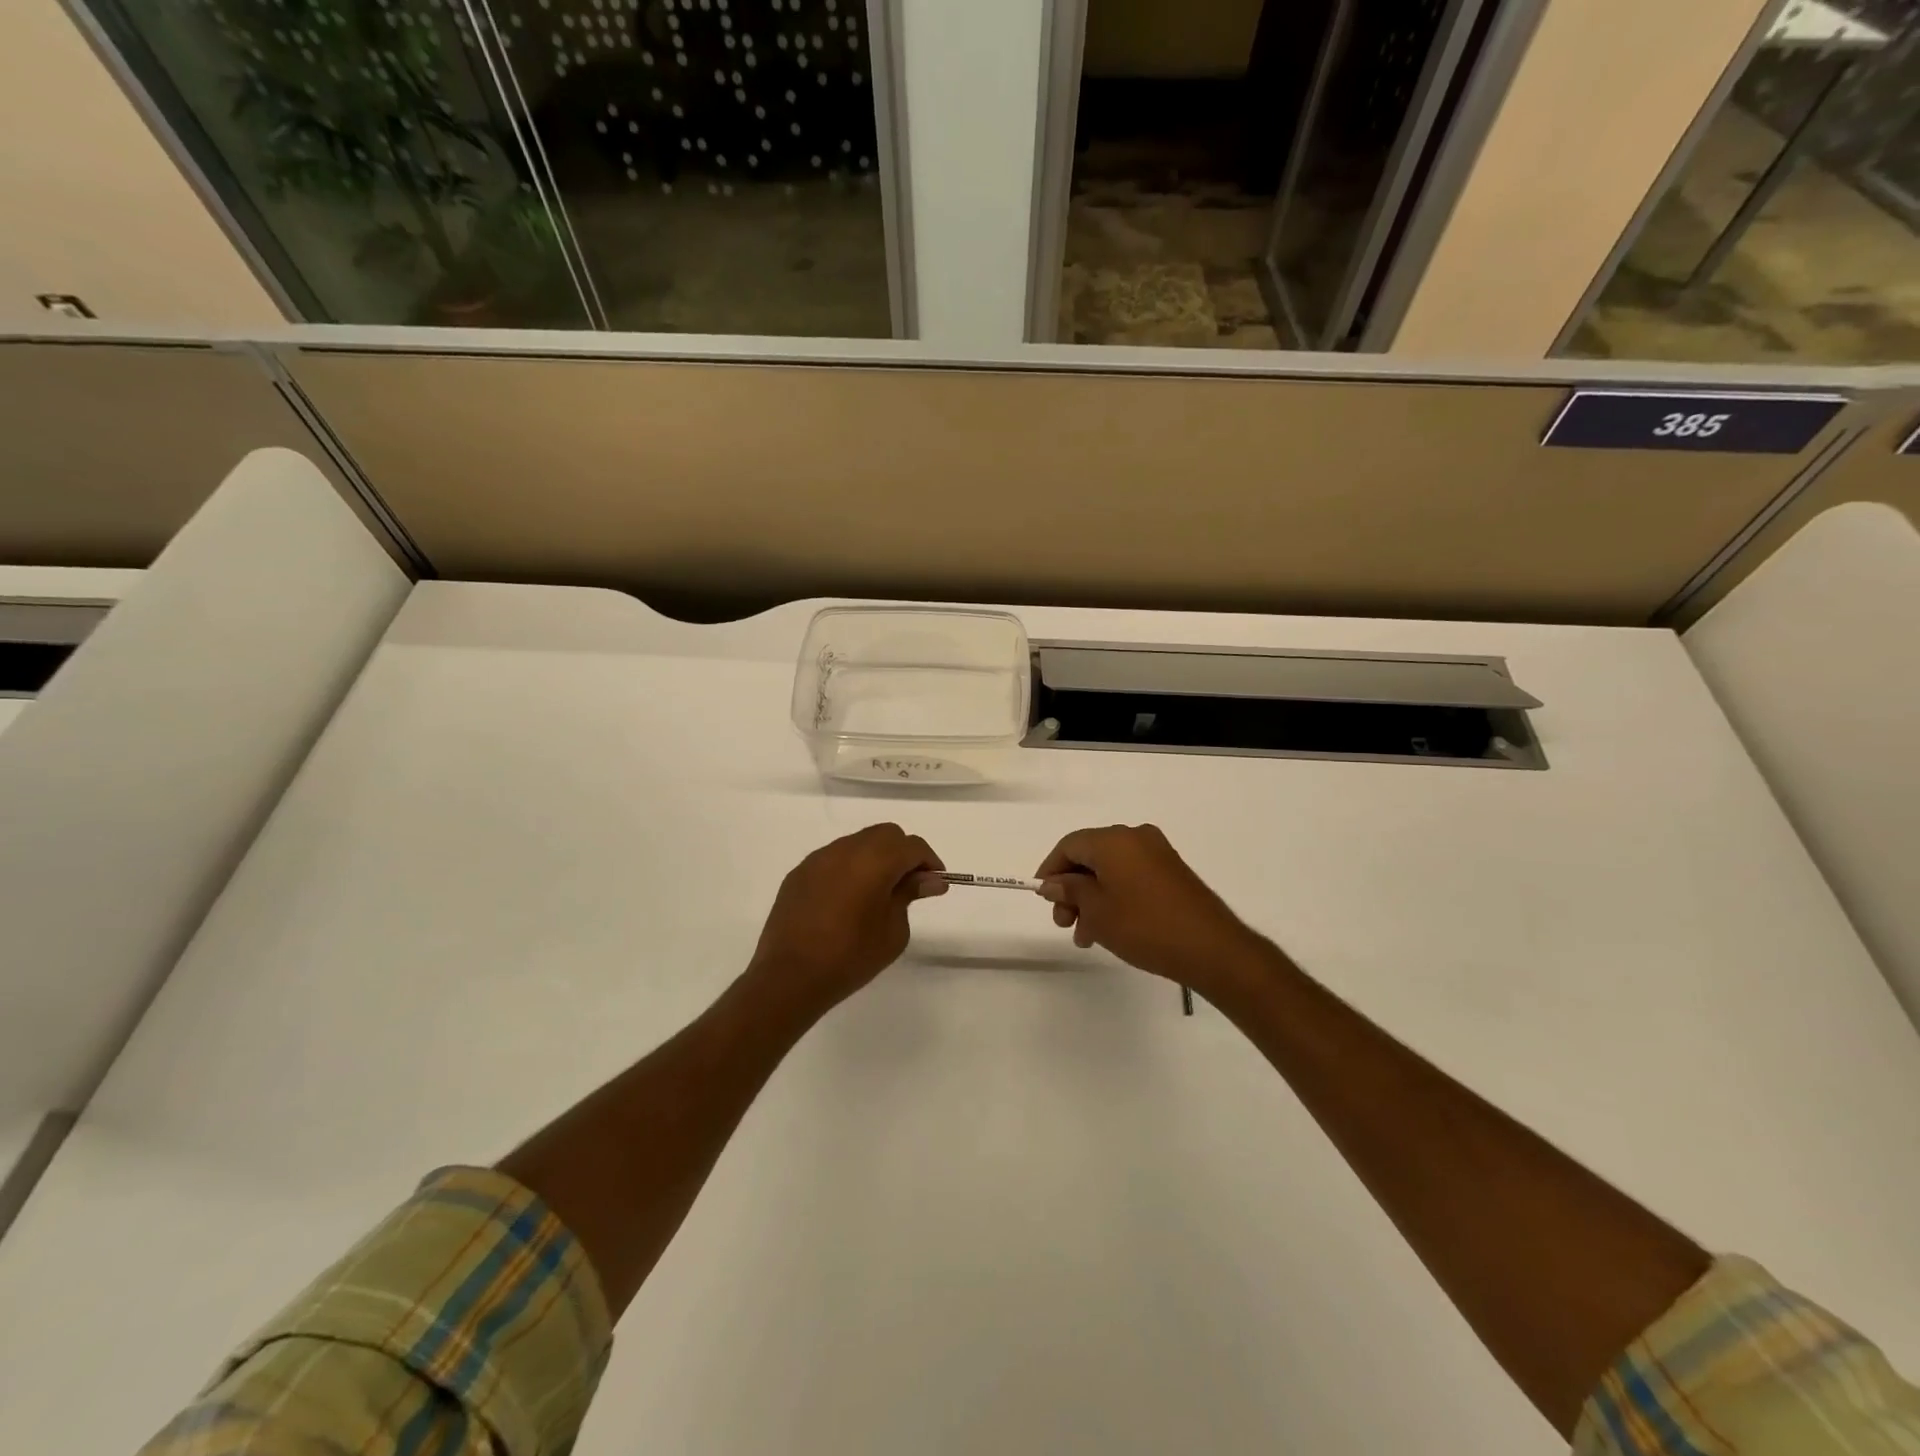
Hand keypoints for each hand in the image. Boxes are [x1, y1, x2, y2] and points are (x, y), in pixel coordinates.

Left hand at [744, 824, 945, 1015]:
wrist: (789, 977)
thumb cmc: (851, 957)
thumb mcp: (893, 930)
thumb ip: (910, 895)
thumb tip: (929, 879)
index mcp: (875, 860)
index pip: (913, 846)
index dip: (929, 862)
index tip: (935, 884)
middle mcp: (846, 849)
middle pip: (886, 835)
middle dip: (903, 853)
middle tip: (910, 885)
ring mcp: (819, 858)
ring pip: (858, 843)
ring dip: (875, 858)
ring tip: (878, 893)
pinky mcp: (799, 873)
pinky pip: (834, 859)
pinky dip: (850, 869)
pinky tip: (848, 899)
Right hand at [1035, 824, 1271, 992]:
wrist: (1211, 948)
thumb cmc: (1145, 926)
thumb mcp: (1097, 911)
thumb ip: (1070, 891)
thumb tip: (1053, 883)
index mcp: (1114, 840)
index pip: (1070, 844)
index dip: (1051, 870)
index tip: (1042, 898)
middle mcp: (1136, 837)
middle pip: (1090, 856)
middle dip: (1072, 889)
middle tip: (1064, 923)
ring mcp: (1158, 853)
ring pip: (1110, 870)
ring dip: (1092, 898)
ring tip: (1086, 936)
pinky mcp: (1172, 872)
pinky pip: (1131, 877)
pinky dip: (1114, 896)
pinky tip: (1110, 928)